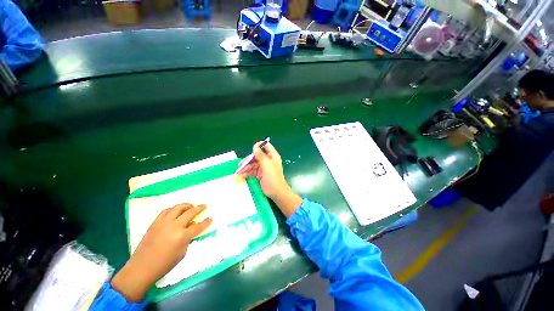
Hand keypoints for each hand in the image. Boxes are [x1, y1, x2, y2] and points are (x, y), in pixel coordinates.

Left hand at [111, 204, 211, 301]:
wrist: (140, 268)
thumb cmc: (164, 265)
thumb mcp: (182, 253)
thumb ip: (188, 238)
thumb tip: (191, 227)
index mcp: (182, 236)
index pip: (198, 226)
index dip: (206, 222)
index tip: (211, 217)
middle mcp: (174, 226)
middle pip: (190, 212)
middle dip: (199, 208)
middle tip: (204, 206)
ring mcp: (163, 223)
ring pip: (177, 208)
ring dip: (186, 205)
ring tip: (190, 206)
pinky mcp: (154, 223)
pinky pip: (165, 211)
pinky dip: (173, 209)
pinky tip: (176, 211)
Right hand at [239, 142, 301, 217]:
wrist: (277, 193)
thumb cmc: (273, 178)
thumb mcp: (267, 166)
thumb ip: (261, 156)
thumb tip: (255, 147)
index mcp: (272, 156)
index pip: (266, 146)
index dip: (259, 145)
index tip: (252, 149)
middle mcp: (268, 160)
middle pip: (257, 156)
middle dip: (249, 160)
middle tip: (241, 164)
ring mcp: (264, 167)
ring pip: (253, 164)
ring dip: (246, 167)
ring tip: (238, 172)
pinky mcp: (260, 174)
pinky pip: (252, 171)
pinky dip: (247, 173)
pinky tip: (241, 176)